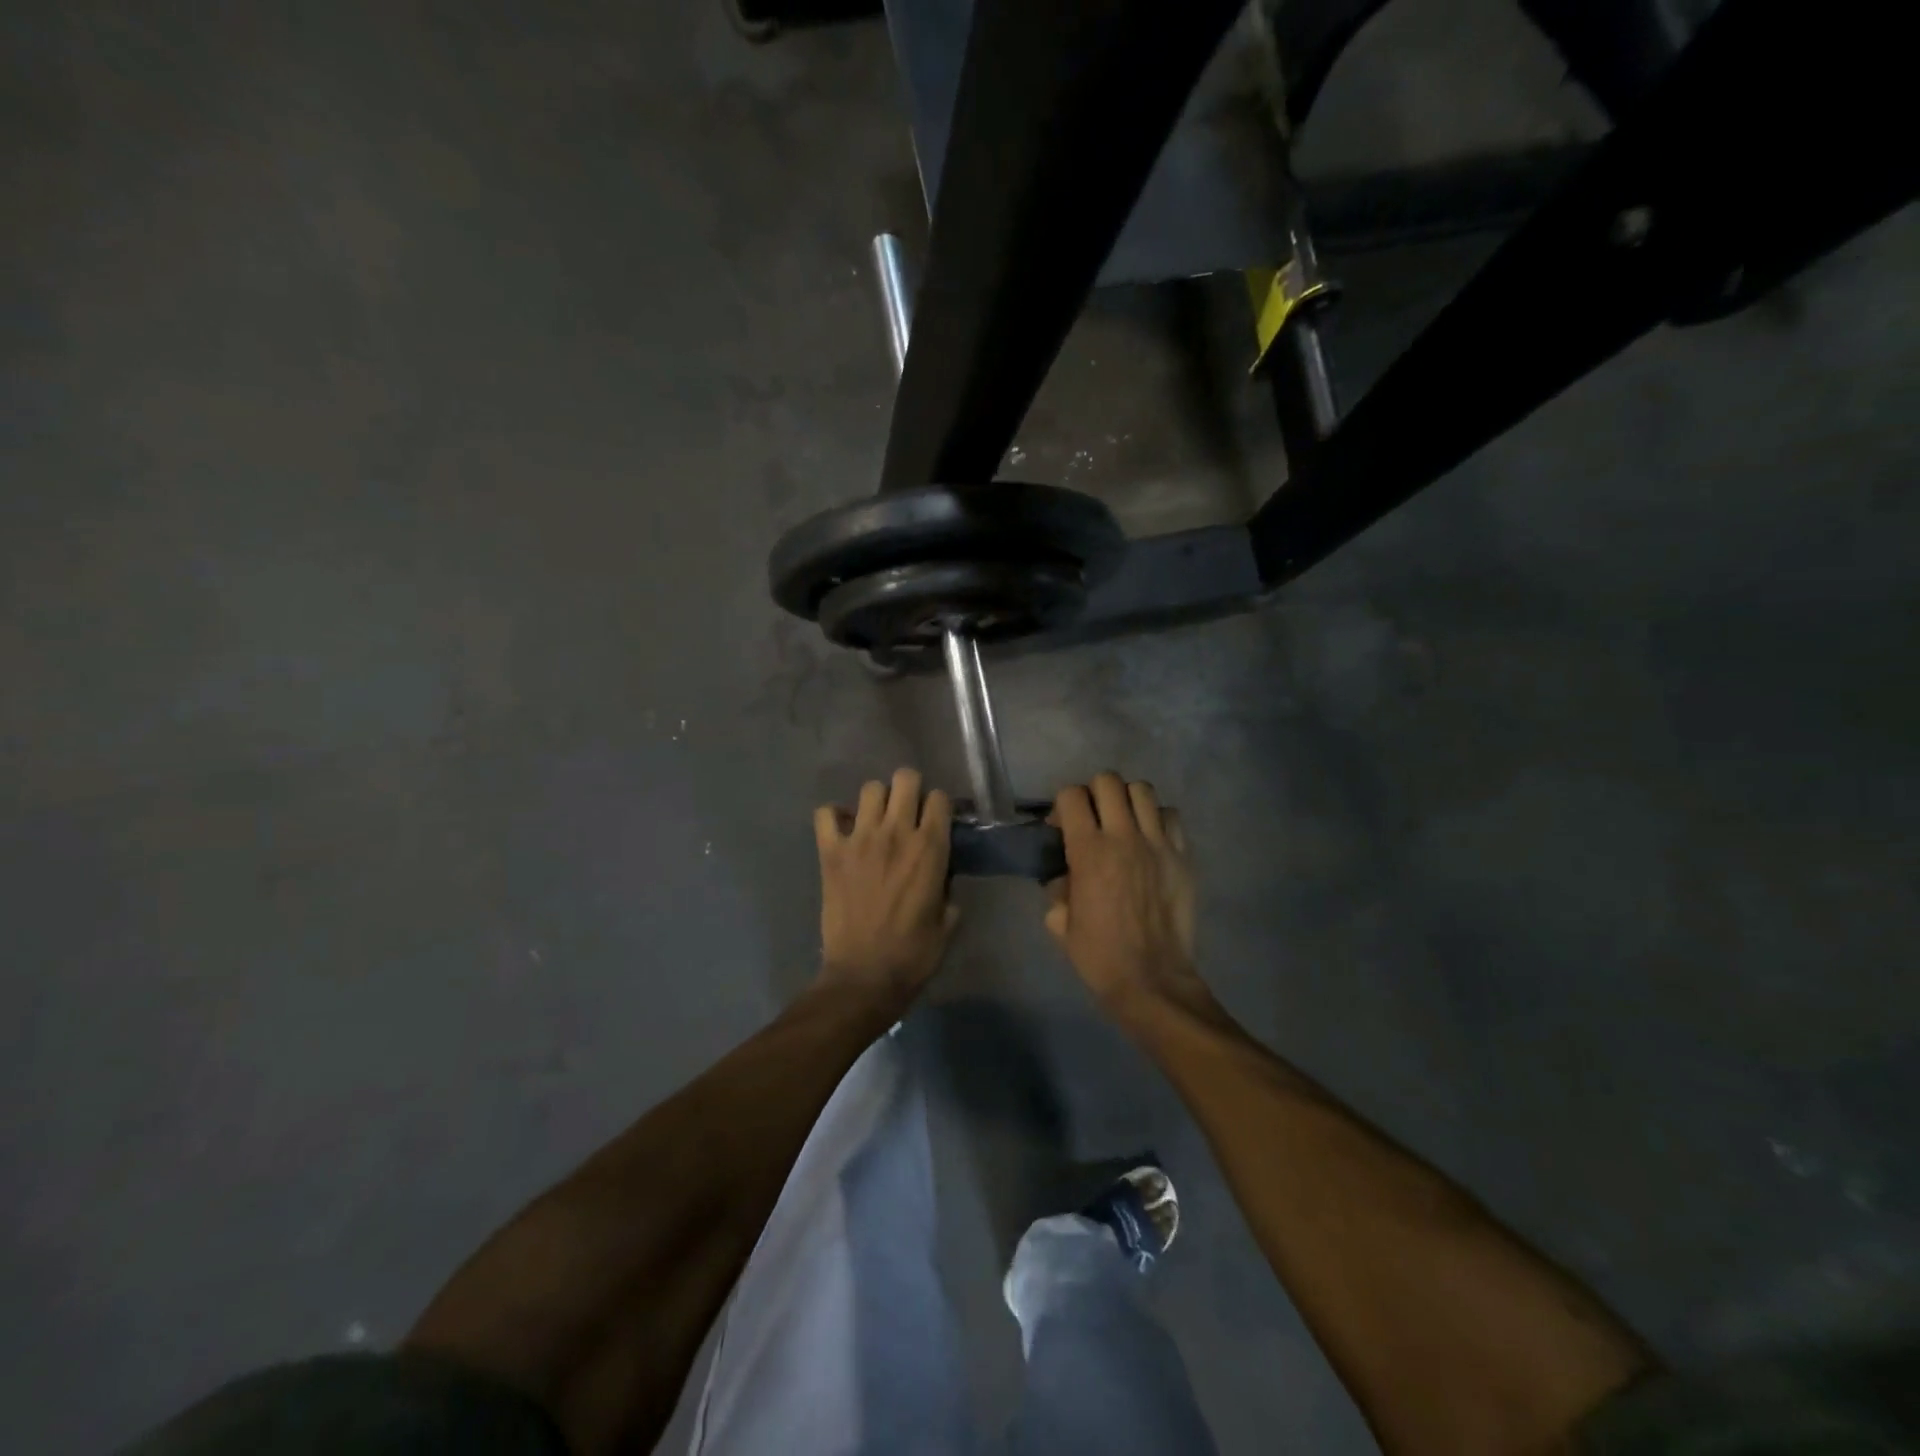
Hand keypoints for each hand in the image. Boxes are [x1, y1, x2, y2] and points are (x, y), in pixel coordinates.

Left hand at [815, 767, 957, 1005]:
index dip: (939, 806)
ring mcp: (859, 839)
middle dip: (910, 789)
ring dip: (876, 801)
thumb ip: (948, 889)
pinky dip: (834, 816)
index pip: (939, 798)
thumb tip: (942, 875)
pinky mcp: (830, 852)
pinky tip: (842, 831)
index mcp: (930, 849)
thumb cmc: (912, 954)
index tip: (936, 821)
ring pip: (870, 789)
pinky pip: (825, 813)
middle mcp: (896, 833)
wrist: (863, 977)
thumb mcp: (947, 922)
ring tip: (876, 821)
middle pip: (905, 778)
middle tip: (907, 812)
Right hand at [1046, 772, 1205, 1019]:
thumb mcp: (1060, 923)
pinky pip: (1171, 816)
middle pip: (1108, 781)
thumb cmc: (1099, 955)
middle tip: (1092, 819)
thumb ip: (1057, 888)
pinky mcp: (1183, 856)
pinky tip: (1150, 839)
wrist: (1152, 980)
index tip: (1061, 827)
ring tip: (1124, 823)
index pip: (1071, 795)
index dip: (1062, 805)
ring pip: (1142, 790)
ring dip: (1127, 800)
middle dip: (1093, 793)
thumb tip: (1064, 875)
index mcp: (1088, 851)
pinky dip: (1157, 819)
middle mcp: (1124, 837)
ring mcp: (1158, 844)